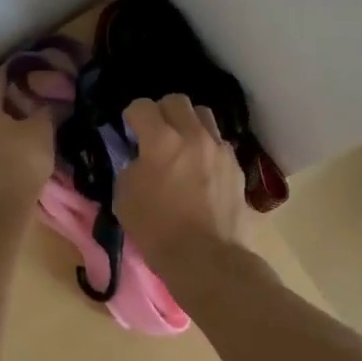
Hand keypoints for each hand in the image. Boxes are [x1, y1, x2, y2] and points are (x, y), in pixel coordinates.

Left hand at [0, 94, 55, 221]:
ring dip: (2, 143)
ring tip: (27, 155)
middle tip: (36, 131)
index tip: (41, 107)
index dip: (25, 96)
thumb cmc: (18, 164)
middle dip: (12, 121)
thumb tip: (46, 103)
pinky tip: (12, 174)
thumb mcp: (42, 131)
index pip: (2, 89)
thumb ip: (44, 110)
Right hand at [114, 95, 253, 270]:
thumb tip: (141, 159)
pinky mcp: (236, 166)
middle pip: (177, 101)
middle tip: (155, 133)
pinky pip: (219, 143)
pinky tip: (202, 168)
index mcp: (161, 141)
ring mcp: (219, 149)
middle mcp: (193, 135)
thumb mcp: (125, 197)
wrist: (207, 259)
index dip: (132, 115)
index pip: (142, 106)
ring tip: (182, 144)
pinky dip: (207, 147)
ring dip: (188, 123)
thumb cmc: (158, 230)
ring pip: (204, 115)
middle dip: (162, 111)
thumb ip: (131, 167)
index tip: (129, 130)